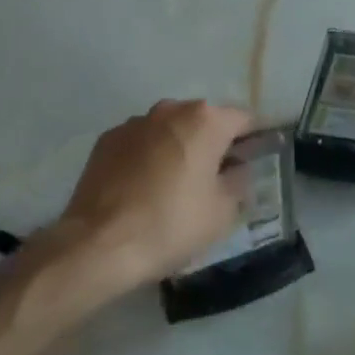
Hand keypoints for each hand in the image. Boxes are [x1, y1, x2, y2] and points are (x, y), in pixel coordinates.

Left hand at [28, 99, 254, 308]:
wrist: (100, 244)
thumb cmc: (172, 224)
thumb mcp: (222, 211)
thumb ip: (237, 181)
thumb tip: (237, 168)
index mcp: (205, 120)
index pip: (243, 119)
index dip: (253, 139)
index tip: (254, 161)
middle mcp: (170, 110)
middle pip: (203, 120)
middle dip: (212, 143)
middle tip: (216, 178)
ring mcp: (134, 122)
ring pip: (169, 129)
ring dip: (178, 147)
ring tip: (176, 185)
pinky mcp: (106, 140)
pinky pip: (140, 143)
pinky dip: (148, 157)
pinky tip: (144, 188)